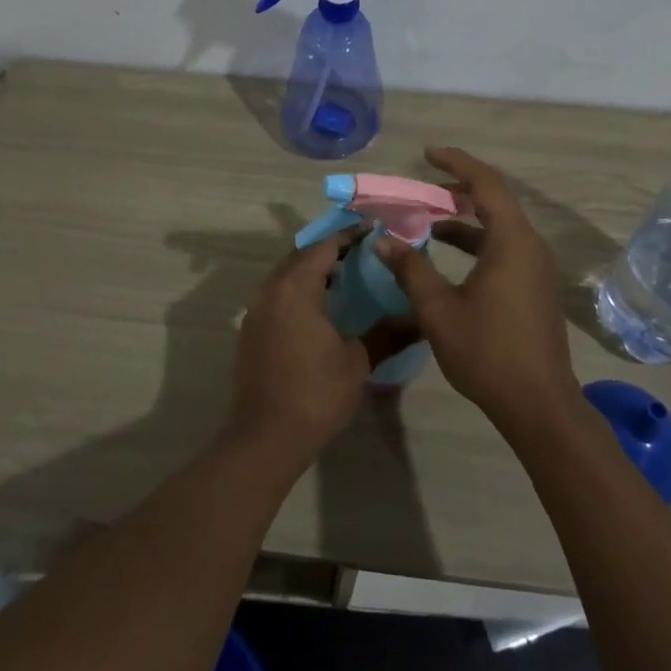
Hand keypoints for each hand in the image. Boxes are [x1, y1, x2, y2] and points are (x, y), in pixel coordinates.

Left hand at [228, 232, 390, 466]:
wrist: (265, 437)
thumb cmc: (315, 393)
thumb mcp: (357, 362)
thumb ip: (387, 333)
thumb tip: (420, 320)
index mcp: (296, 287)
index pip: (325, 246)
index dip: (350, 236)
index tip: (375, 233)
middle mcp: (271, 289)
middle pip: (302, 256)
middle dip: (331, 250)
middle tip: (363, 254)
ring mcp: (256, 310)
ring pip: (286, 275)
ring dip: (313, 270)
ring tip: (346, 278)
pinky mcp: (251, 330)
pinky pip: (277, 294)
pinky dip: (298, 290)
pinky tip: (320, 309)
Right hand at [376, 147, 577, 430]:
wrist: (539, 404)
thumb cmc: (488, 352)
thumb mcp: (439, 310)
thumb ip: (411, 270)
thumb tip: (383, 241)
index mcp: (511, 241)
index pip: (486, 184)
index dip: (456, 163)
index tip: (428, 154)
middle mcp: (529, 246)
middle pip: (495, 201)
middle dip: (457, 190)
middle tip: (422, 186)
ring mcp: (535, 268)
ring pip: (499, 226)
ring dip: (465, 219)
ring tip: (428, 218)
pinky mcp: (534, 287)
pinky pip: (504, 247)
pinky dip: (476, 241)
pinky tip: (448, 256)